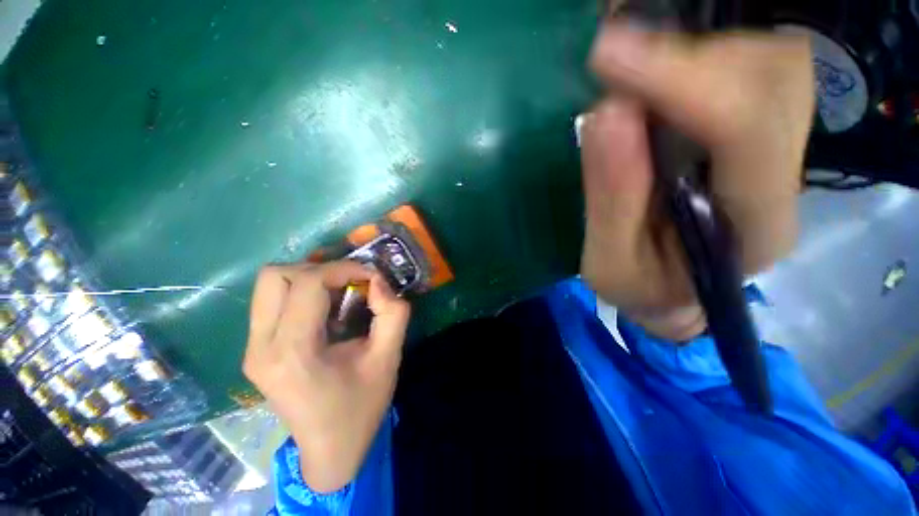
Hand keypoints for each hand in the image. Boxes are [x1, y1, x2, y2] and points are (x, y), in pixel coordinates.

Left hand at [243, 261, 409, 492]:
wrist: (329, 449)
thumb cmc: (361, 406)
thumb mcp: (388, 357)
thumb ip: (393, 313)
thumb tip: (378, 282)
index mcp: (294, 352)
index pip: (307, 283)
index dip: (344, 269)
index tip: (371, 277)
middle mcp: (261, 347)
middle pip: (276, 276)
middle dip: (320, 269)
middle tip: (350, 283)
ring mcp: (252, 349)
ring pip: (270, 284)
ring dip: (309, 278)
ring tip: (339, 293)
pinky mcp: (255, 350)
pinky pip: (272, 301)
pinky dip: (302, 292)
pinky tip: (326, 308)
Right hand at [580, 22, 813, 340]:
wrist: (671, 293)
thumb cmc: (641, 289)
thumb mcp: (610, 264)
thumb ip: (610, 201)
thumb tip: (605, 115)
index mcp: (753, 227)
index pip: (747, 131)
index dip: (684, 83)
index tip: (608, 57)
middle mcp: (782, 179)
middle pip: (771, 77)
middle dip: (688, 58)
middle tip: (615, 62)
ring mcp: (775, 151)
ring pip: (764, 62)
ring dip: (690, 54)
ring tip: (628, 70)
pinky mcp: (753, 135)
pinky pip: (746, 68)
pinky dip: (695, 57)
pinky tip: (651, 74)